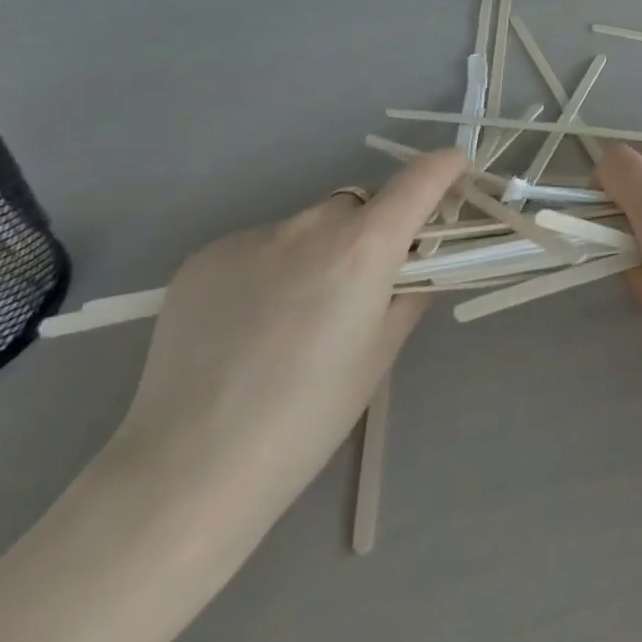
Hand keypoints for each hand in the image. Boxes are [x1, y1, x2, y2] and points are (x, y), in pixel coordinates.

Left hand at [105, 149, 464, 530]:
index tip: (454, 172)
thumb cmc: (308, 418)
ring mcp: (251, 238)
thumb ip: (408, 292)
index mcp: (362, 248)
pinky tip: (247, 326)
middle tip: (361, 285)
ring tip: (292, 317)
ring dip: (317, 251)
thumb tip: (414, 266)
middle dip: (371, 230)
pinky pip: (258, 248)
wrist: (188, 471)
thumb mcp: (380, 353)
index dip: (443, 169)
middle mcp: (309, 226)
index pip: (418, 179)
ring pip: (306, 228)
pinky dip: (268, 270)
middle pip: (358, 206)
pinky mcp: (204, 258)